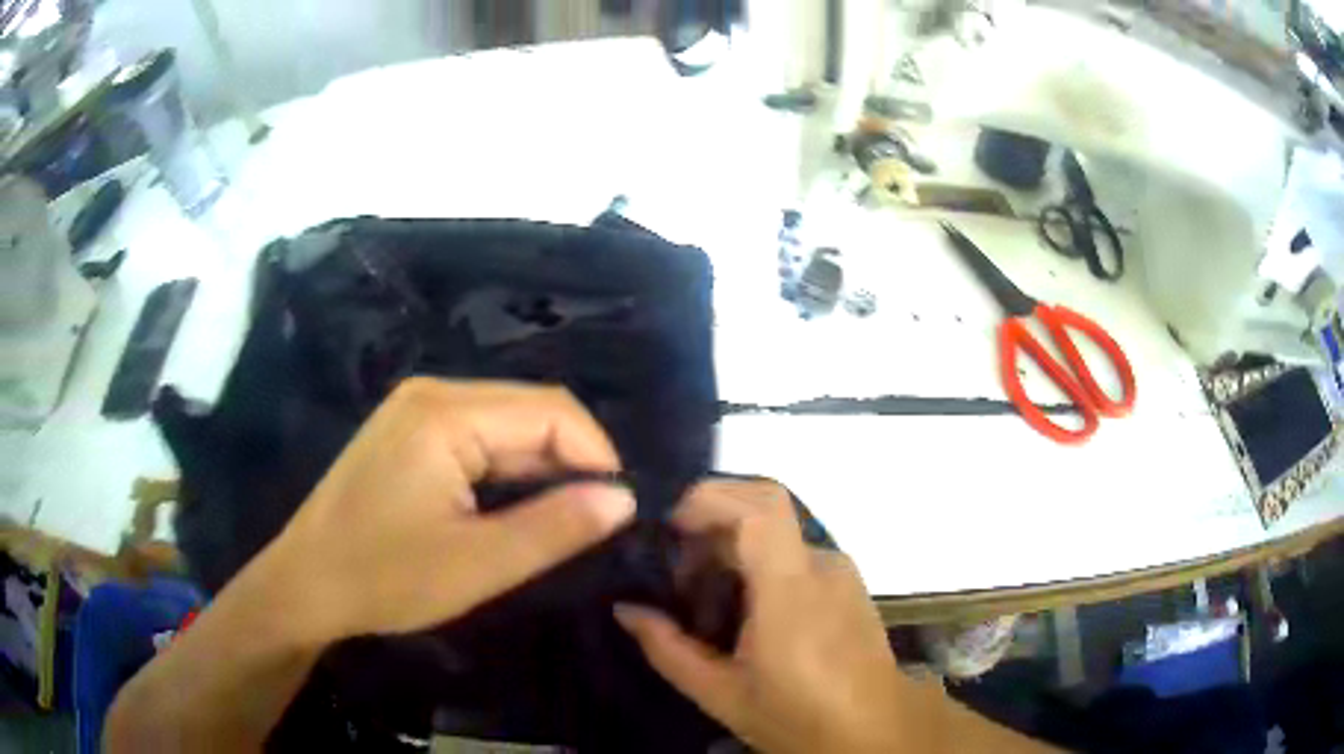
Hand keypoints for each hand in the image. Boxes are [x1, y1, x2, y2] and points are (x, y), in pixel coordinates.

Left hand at [253, 378, 635, 642]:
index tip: (619, 510)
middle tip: (592, 523)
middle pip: (528, 410)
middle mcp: (433, 393)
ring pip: (505, 425)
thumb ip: (556, 528)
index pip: (551, 410)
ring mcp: (416, 409)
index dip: (597, 454)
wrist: (304, 585)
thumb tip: (624, 499)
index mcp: (446, 413)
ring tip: (558, 521)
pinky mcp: (409, 432)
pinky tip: (511, 509)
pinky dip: (507, 471)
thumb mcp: (478, 564)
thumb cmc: (384, 578)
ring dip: (540, 469)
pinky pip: (477, 437)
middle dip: (571, 462)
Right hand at [614, 480, 918, 753]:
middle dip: (711, 522)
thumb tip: (626, 609)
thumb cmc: (798, 716)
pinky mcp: (847, 581)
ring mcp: (840, 570)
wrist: (875, 731)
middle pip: (763, 507)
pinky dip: (757, 562)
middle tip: (677, 570)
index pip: (760, 506)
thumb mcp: (721, 694)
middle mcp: (821, 565)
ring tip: (703, 596)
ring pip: (777, 531)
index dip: (711, 499)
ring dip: (732, 545)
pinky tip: (742, 610)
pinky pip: (794, 553)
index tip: (670, 527)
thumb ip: (668, 649)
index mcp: (792, 590)